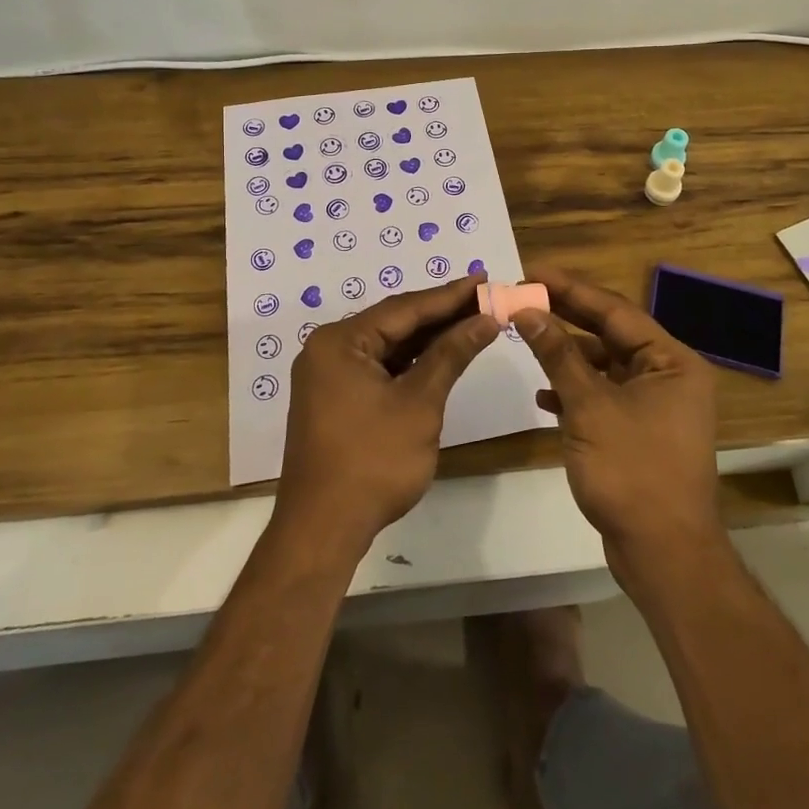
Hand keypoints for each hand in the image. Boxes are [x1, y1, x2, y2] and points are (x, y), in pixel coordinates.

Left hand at [274, 275, 499, 552]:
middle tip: (484, 297)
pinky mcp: (335, 399)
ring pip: (388, 347)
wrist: (323, 529)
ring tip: (471, 320)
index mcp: (340, 342)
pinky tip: (441, 354)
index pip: (404, 308)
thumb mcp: (419, 403)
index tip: (483, 279)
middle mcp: (328, 350)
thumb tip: (485, 320)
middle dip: (441, 314)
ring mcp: (329, 376)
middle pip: (394, 323)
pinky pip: (379, 368)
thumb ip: (451, 355)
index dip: (449, 295)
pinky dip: (410, 363)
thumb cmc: (373, 461)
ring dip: (428, 338)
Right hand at [514, 268, 723, 574]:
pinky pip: (603, 395)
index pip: (614, 310)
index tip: (532, 271)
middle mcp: (668, 375)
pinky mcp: (639, 431)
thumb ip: (558, 354)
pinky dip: (575, 391)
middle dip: (565, 317)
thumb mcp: (589, 406)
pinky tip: (543, 394)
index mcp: (671, 361)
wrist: (663, 554)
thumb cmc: (632, 471)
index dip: (570, 289)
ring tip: (525, 339)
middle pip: (610, 334)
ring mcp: (655, 405)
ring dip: (566, 356)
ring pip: (604, 365)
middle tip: (523, 297)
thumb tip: (527, 310)